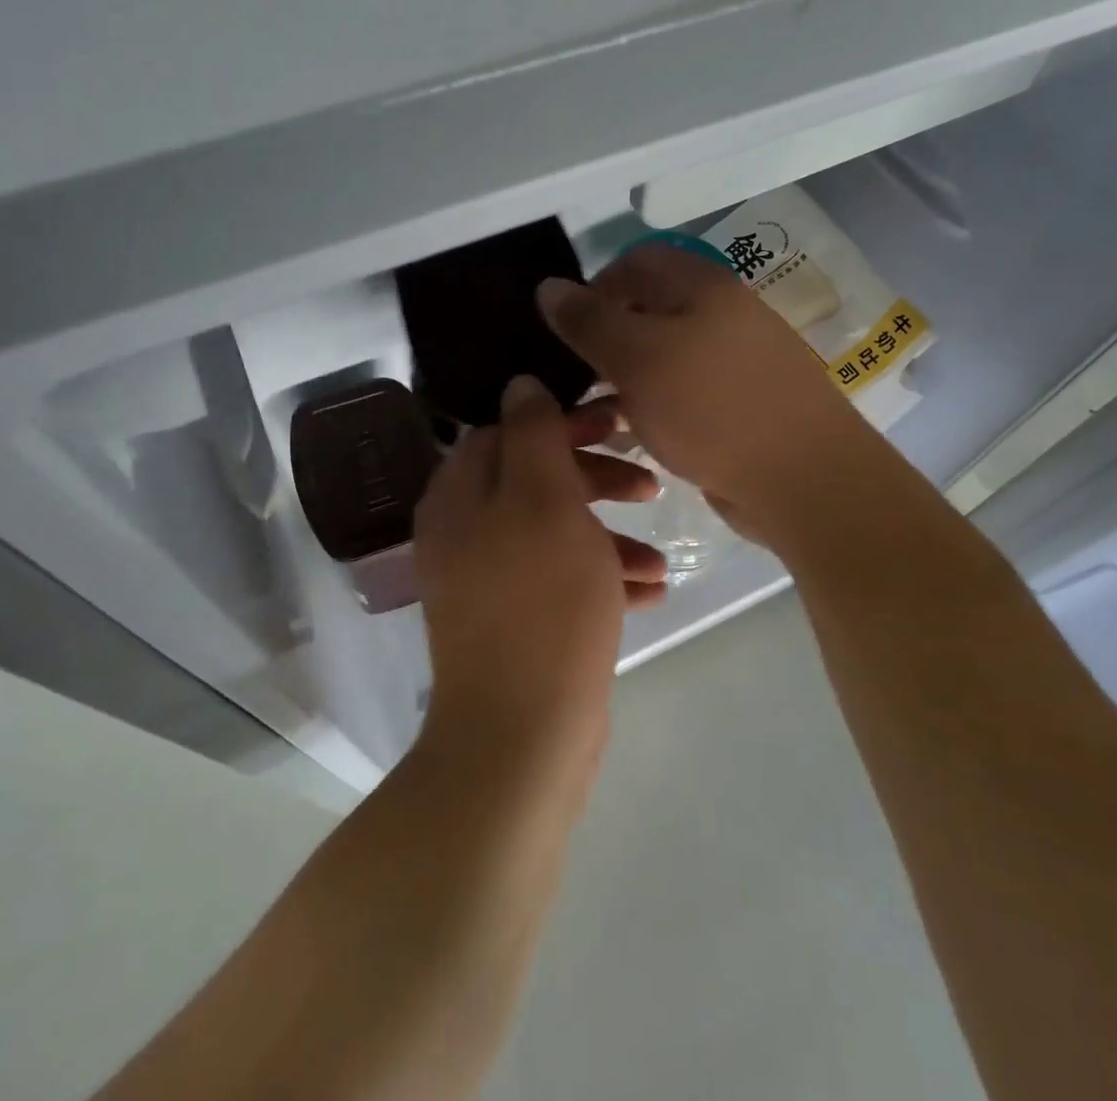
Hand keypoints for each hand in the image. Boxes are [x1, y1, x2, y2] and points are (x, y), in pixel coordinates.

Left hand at [413, 377, 664, 767]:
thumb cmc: (540, 602)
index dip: (563, 422)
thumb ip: (533, 434)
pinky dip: (601, 576)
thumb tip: (520, 384)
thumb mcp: (544, 500)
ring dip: (607, 534)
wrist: (522, 733)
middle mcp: (464, 531)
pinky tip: (649, 590)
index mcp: (459, 495)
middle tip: (648, 483)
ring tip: (657, 554)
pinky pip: (560, 578)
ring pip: (554, 531)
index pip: (507, 431)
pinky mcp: (516, 620)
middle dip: (595, 477)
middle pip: (534, 479)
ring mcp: (488, 579)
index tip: (618, 423)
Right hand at [537, 242, 860, 550]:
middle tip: (576, 378)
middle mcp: (723, 313)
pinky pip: (683, 391)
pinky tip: (633, 435)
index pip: (635, 261)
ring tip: (595, 414)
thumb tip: (548, 287)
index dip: (594, 288)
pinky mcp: (739, 403)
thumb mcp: (637, 359)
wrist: (803, 481)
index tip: (566, 333)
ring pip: (663, 355)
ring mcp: (735, 360)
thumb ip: (589, 321)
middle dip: (606, 339)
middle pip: (649, 309)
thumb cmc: (711, 408)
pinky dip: (653, 405)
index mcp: (702, 286)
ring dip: (625, 378)